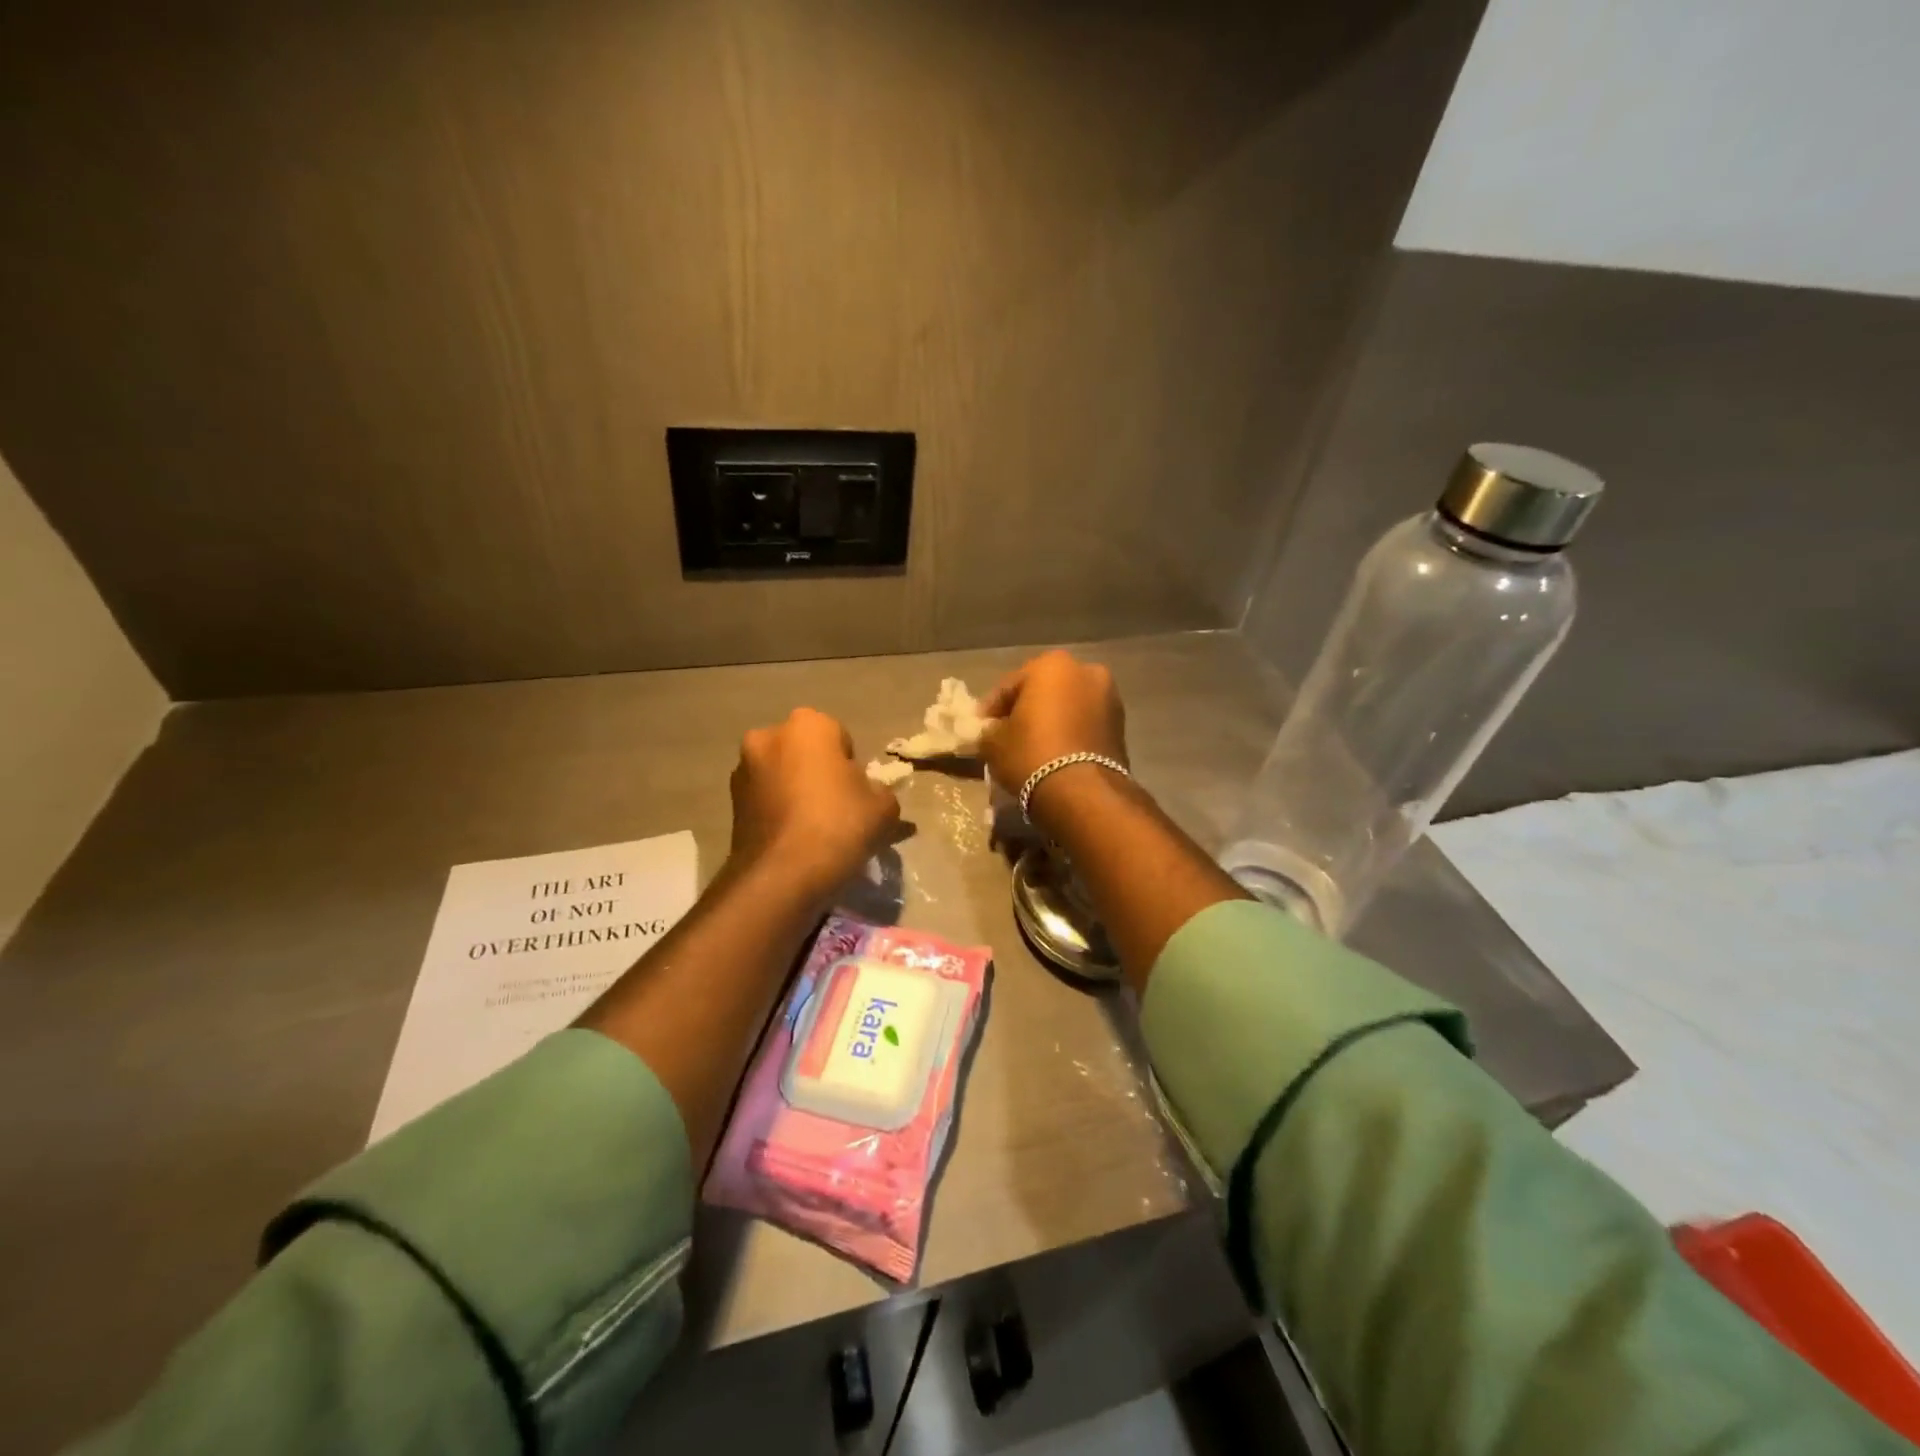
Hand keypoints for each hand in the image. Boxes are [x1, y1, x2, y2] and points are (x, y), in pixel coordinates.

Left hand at [728, 707, 900, 904]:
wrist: (782, 876)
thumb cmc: (838, 826)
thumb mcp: (883, 809)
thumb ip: (882, 793)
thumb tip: (873, 796)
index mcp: (808, 725)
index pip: (839, 736)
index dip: (851, 765)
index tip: (857, 793)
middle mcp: (768, 736)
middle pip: (805, 752)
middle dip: (818, 772)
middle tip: (836, 808)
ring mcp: (743, 769)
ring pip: (781, 774)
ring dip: (794, 791)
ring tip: (813, 828)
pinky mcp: (730, 802)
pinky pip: (764, 798)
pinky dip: (777, 811)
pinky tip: (792, 839)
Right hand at [977, 650, 1128, 797]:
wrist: (1084, 793)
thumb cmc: (1032, 755)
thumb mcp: (994, 743)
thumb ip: (988, 730)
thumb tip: (992, 731)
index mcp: (1052, 665)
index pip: (1009, 685)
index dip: (991, 709)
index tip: (980, 728)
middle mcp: (1086, 671)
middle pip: (1043, 691)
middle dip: (1025, 710)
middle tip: (1005, 735)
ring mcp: (1109, 697)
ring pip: (1067, 707)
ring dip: (1050, 721)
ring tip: (1031, 747)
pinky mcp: (1121, 726)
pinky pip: (1084, 724)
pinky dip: (1069, 733)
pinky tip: (1054, 754)